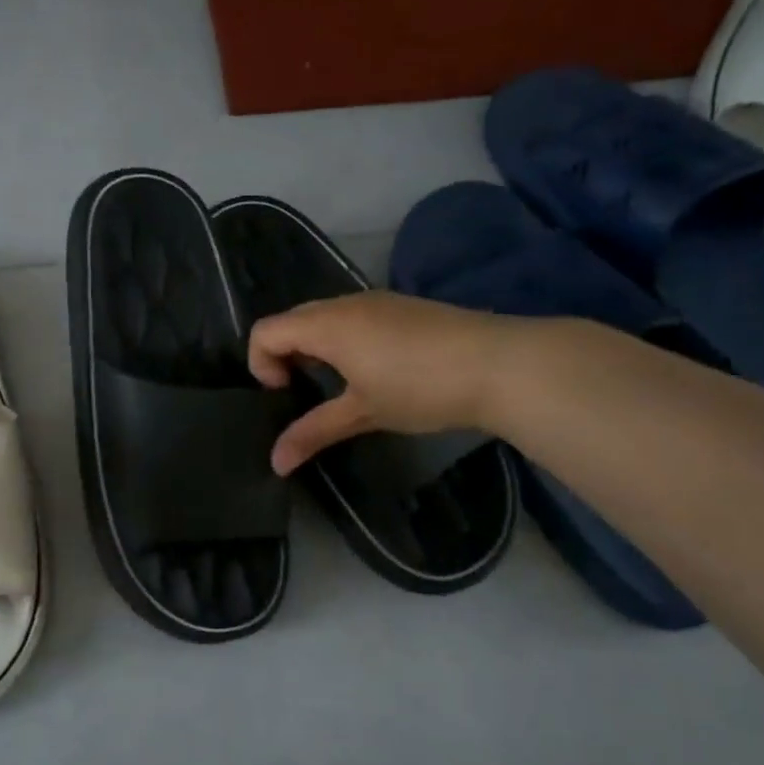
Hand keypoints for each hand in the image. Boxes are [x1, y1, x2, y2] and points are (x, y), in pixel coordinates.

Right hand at [248, 292, 516, 474]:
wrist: (502, 364)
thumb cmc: (421, 388)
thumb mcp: (363, 413)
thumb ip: (313, 432)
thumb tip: (275, 464)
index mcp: (327, 324)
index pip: (265, 331)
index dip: (261, 365)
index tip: (286, 396)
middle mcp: (345, 303)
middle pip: (291, 320)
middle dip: (285, 356)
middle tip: (305, 393)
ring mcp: (377, 300)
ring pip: (323, 316)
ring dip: (315, 347)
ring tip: (339, 386)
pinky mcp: (402, 307)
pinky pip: (352, 316)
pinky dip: (342, 339)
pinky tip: (373, 371)